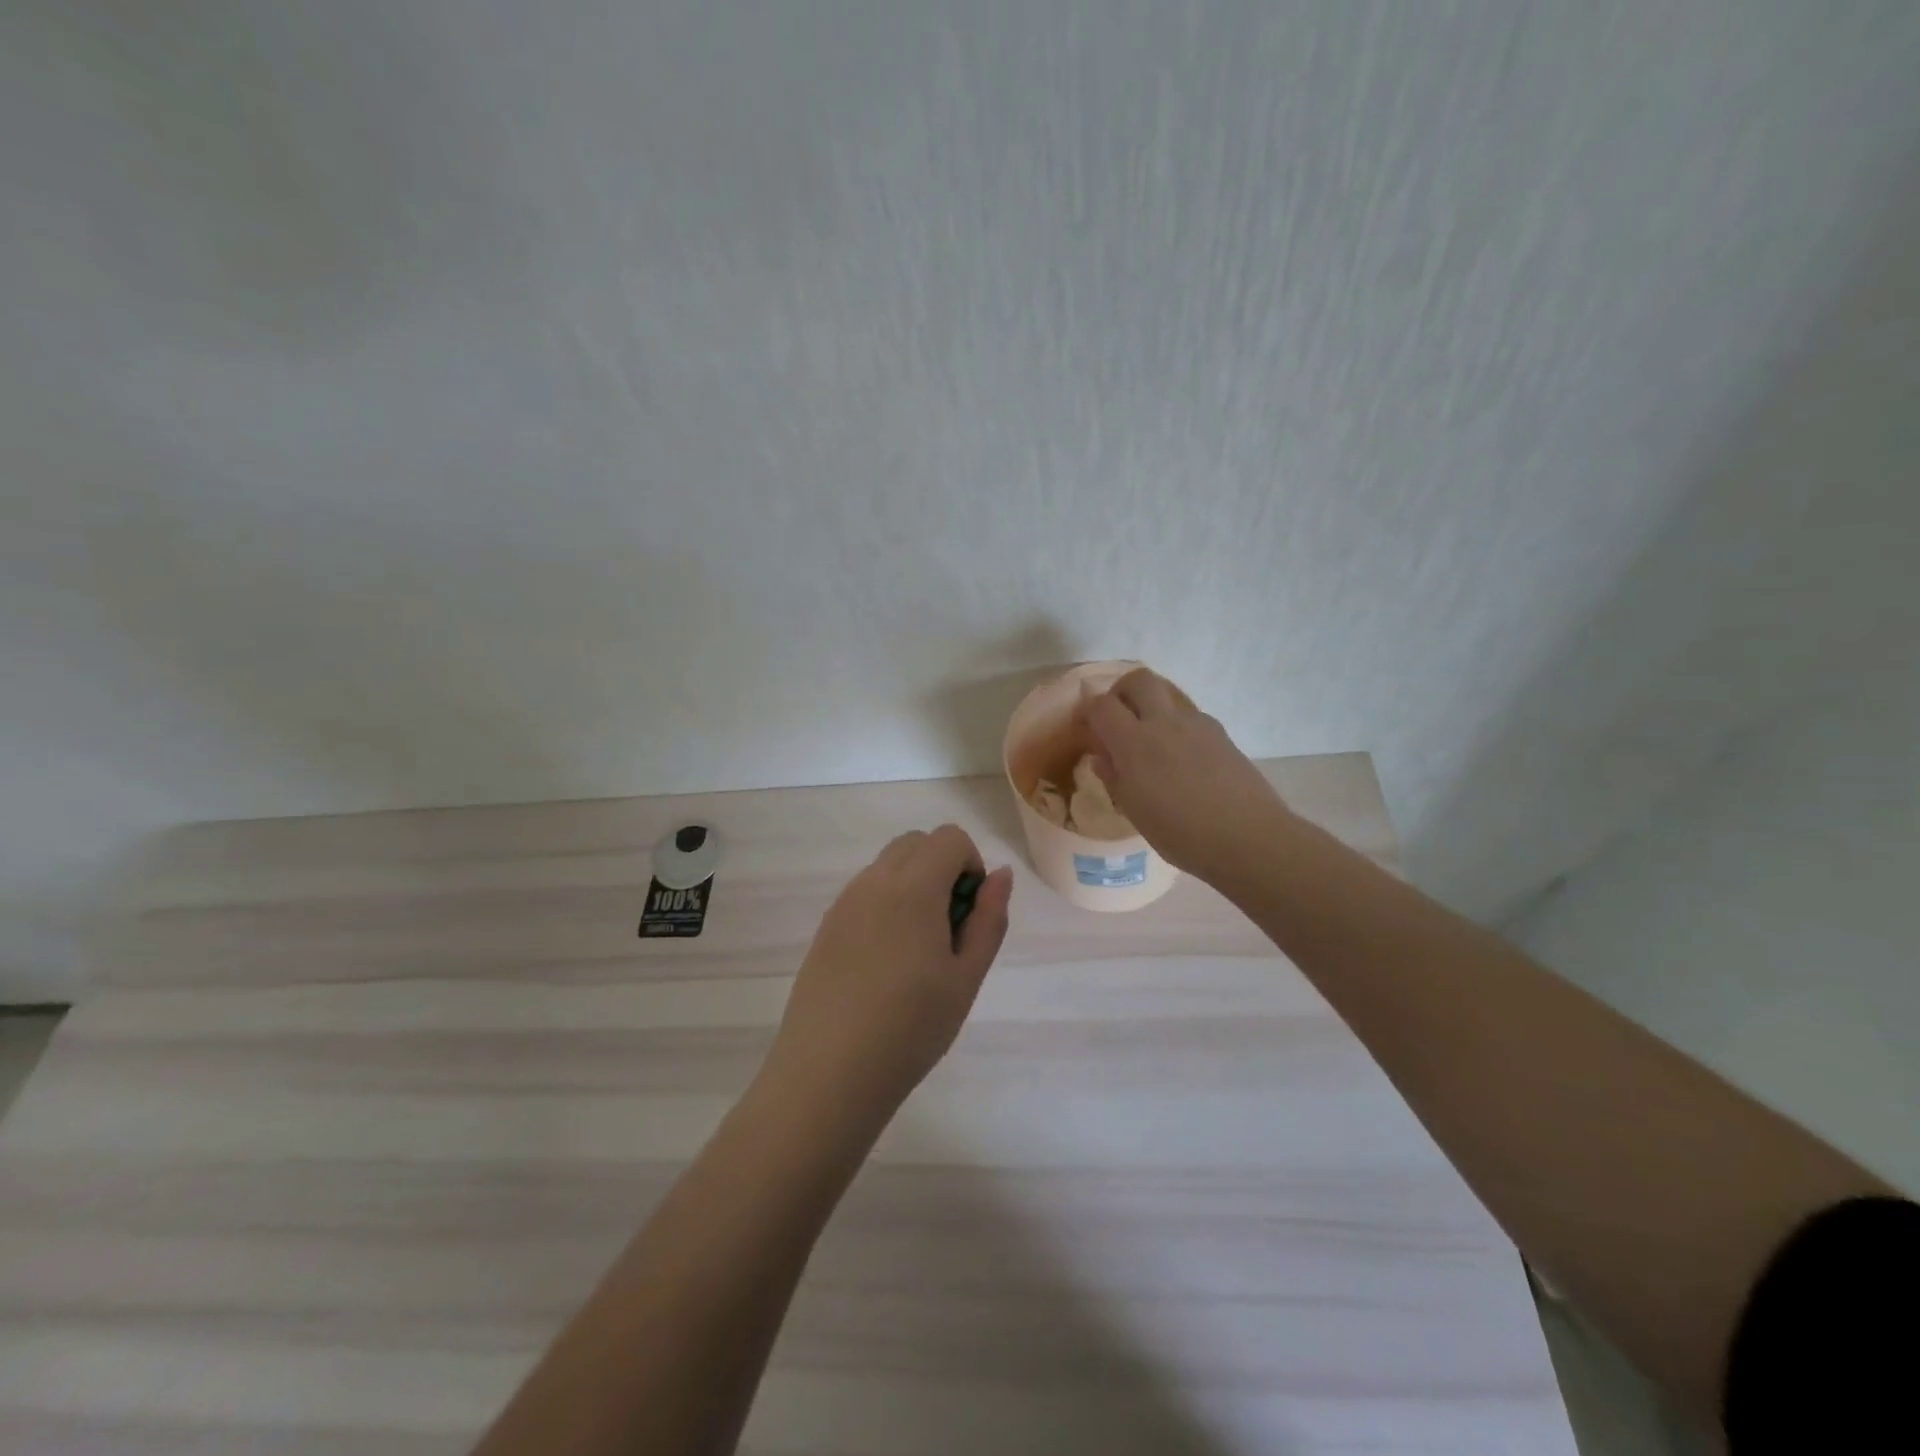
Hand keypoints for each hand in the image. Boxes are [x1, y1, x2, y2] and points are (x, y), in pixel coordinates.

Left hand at [764, 825, 1013, 1131]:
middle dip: (942, 867)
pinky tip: (885, 963)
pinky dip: (886, 904)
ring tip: (918, 951)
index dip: (970, 865)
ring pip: (887, 865)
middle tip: (949, 928)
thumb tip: (1000, 874)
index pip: (949, 837)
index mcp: (913, 887)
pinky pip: (864, 892)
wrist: (828, 1074)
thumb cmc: (910, 1028)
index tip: (970, 914)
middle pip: (916, 843)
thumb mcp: (966, 977)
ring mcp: (844, 903)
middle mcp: (873, 881)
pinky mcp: (825, 927)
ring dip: (913, 884)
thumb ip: (989, 919)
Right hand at [1081, 667, 1290, 884]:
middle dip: (1122, 691)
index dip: (1090, 710)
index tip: (1087, 726)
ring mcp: (1197, 724)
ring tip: (1152, 743)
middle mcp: (1164, 722)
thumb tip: (1103, 756)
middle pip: (1139, 679)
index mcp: (1135, 743)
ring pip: (1167, 695)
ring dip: (1152, 707)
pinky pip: (1190, 716)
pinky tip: (1182, 759)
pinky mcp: (1221, 734)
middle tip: (1119, 718)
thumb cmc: (1181, 833)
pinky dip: (1177, 726)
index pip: (1102, 705)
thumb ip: (1114, 777)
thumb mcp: (1135, 811)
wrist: (1248, 837)